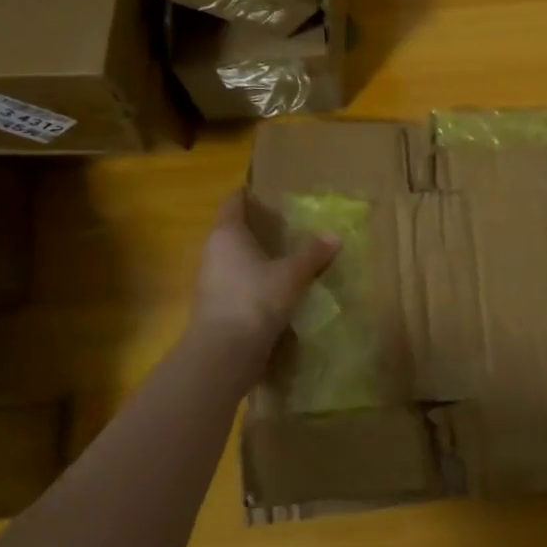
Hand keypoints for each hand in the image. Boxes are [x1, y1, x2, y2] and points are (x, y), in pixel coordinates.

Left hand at [191, 191, 339, 350]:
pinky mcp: (216, 308)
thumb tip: (335, 235)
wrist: (223, 354)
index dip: (247, 194)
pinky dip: (255, 282)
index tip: (266, 191)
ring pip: (235, 260)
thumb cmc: (255, 300)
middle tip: (287, 224)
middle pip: (233, 231)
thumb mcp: (292, 274)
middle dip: (257, 227)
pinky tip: (277, 288)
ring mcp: (211, 282)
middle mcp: (213, 253)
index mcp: (227, 234)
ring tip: (286, 256)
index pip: (233, 203)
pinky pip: (238, 284)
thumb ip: (313, 254)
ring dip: (256, 257)